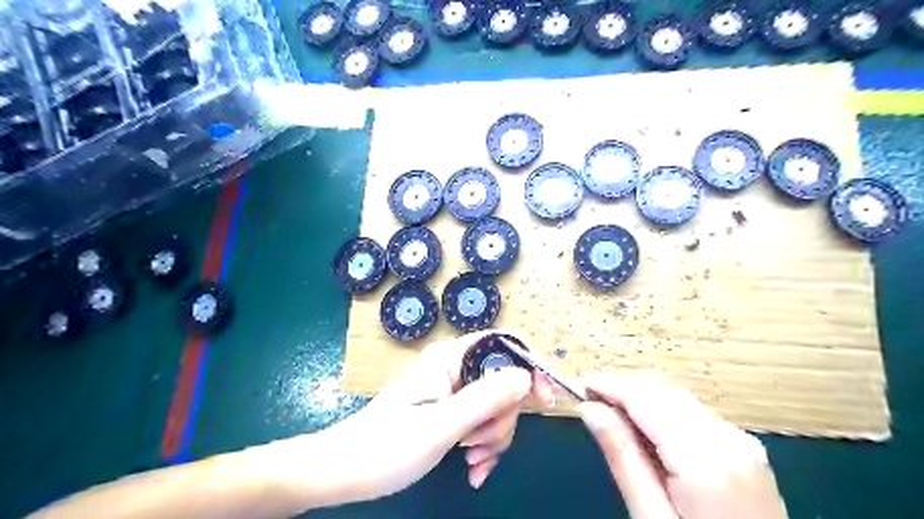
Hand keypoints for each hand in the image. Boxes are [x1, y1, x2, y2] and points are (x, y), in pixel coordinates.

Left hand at [303, 332, 554, 505]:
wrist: (346, 470)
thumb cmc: (386, 447)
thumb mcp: (440, 426)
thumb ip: (484, 399)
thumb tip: (525, 376)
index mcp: (450, 359)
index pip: (503, 342)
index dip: (529, 365)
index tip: (543, 399)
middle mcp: (455, 368)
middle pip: (505, 380)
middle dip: (502, 418)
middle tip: (479, 446)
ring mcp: (453, 389)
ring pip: (496, 405)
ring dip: (493, 436)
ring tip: (471, 461)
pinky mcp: (451, 409)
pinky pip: (482, 420)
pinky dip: (484, 444)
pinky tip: (474, 469)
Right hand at [575, 376, 785, 518]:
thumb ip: (623, 457)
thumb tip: (590, 409)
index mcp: (705, 461)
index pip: (646, 400)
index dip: (610, 386)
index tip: (580, 384)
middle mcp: (729, 440)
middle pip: (665, 393)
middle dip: (625, 390)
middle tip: (590, 400)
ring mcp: (743, 443)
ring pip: (680, 400)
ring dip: (643, 399)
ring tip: (611, 413)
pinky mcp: (746, 450)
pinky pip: (695, 415)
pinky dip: (664, 412)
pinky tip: (646, 429)